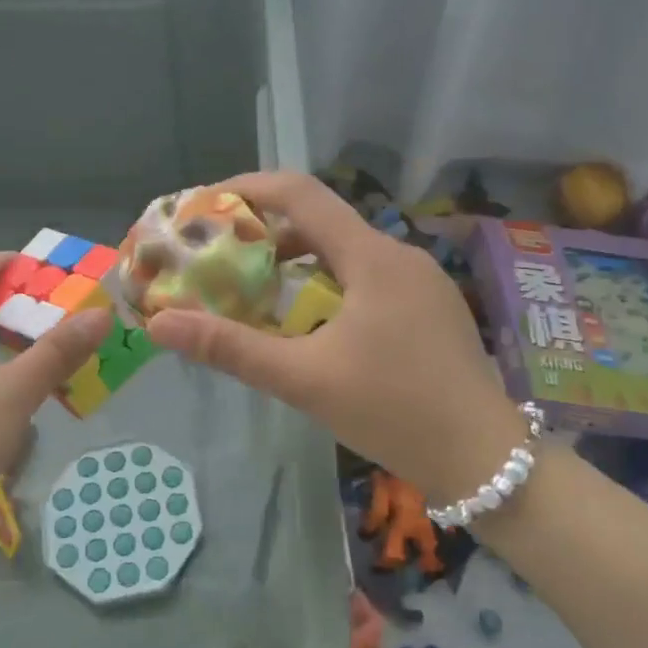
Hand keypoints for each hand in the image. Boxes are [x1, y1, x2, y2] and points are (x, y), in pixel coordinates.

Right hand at [145, 172, 526, 504]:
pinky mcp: (428, 306)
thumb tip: (161, 324)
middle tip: (219, 254)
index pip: (301, 193)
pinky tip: (308, 318)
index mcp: (371, 257)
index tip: (205, 205)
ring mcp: (419, 280)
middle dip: (265, 230)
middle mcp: (398, 255)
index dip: (248, 188)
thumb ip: (232, 349)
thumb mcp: (305, 380)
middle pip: (321, 220)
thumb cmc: (394, 411)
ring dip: (296, 259)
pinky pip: (366, 275)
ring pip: (345, 250)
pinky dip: (326, 281)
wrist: (486, 459)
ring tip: (253, 287)